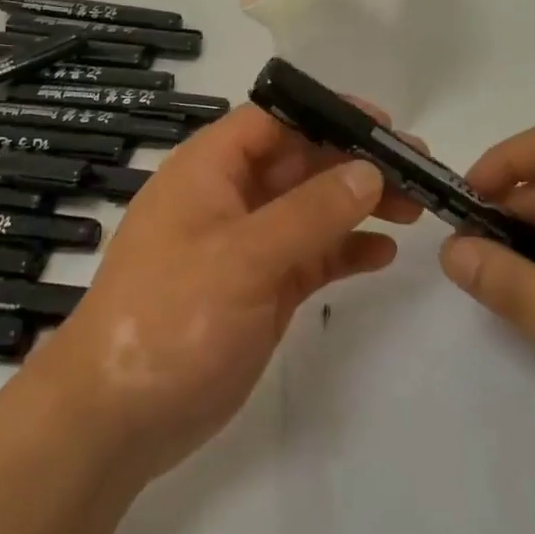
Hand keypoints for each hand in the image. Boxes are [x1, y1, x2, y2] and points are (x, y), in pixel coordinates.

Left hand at [23, 104, 420, 483]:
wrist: (115, 419)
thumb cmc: (169, 317)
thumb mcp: (241, 257)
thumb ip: (310, 212)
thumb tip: (369, 170)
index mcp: (211, 167)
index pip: (276, 118)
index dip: (329, 114)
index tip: (385, 126)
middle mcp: (231, 195)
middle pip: (303, 161)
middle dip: (357, 162)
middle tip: (418, 171)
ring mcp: (248, 244)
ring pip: (313, 207)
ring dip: (360, 204)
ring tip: (416, 208)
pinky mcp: (262, 287)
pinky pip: (313, 254)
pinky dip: (346, 250)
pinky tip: (384, 254)